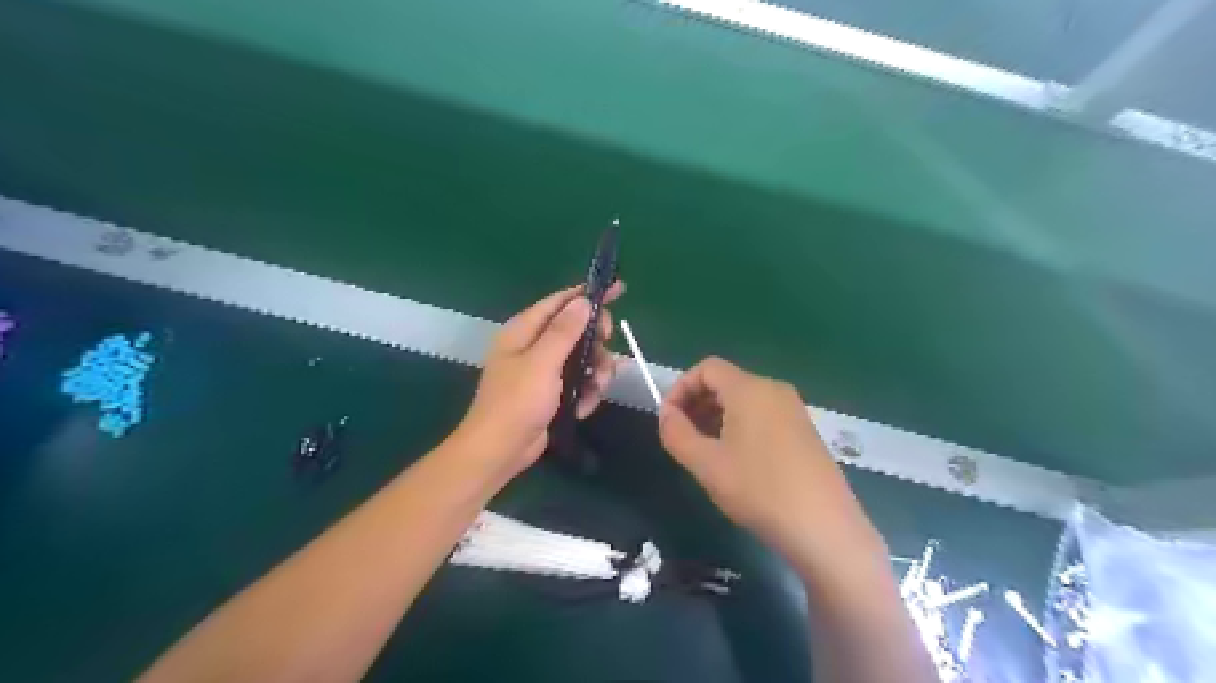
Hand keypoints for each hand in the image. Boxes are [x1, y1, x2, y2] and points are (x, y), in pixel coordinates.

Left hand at [457, 281, 625, 473]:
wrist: (499, 451)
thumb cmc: (516, 403)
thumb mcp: (542, 363)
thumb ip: (564, 331)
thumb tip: (583, 302)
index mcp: (524, 330)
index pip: (560, 302)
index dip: (588, 295)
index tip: (619, 290)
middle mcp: (534, 345)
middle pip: (577, 330)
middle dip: (596, 343)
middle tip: (605, 355)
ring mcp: (543, 369)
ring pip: (583, 358)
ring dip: (595, 374)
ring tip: (595, 391)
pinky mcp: (552, 391)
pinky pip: (579, 381)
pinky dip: (585, 393)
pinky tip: (583, 408)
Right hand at [661, 359, 879, 567]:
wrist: (824, 528)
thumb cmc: (759, 490)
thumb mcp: (706, 464)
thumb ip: (677, 433)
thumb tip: (666, 414)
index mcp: (750, 389)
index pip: (706, 368)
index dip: (680, 388)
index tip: (668, 420)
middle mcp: (774, 389)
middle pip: (725, 382)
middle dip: (697, 403)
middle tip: (682, 438)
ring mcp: (794, 409)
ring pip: (744, 400)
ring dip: (716, 416)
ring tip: (705, 452)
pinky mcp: (804, 430)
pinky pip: (763, 414)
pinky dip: (740, 426)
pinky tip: (736, 460)